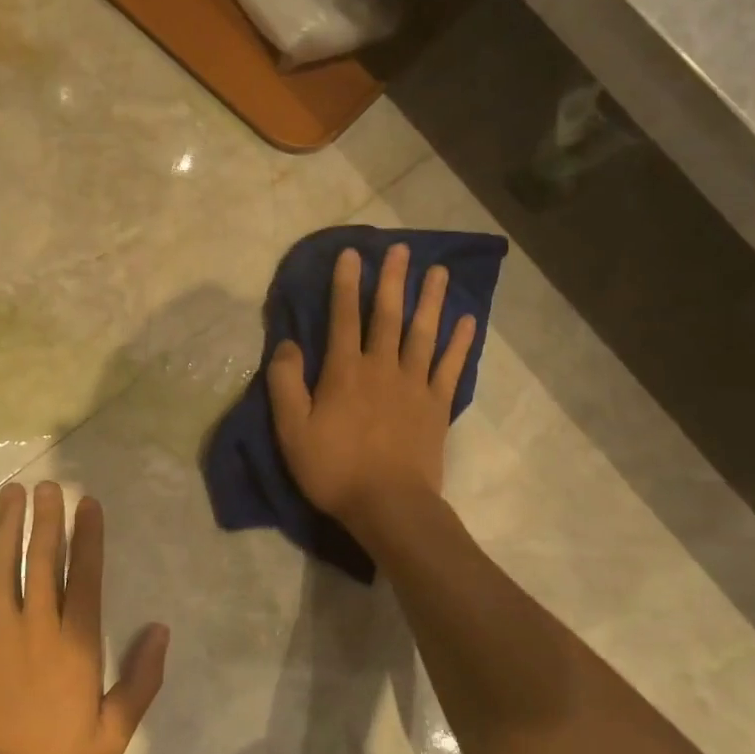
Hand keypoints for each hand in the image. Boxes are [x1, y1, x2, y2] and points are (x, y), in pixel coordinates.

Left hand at [0, 482, 169, 753]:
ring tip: (13, 493)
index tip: (88, 503)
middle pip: (43, 559)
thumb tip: (161, 630)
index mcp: (75, 643)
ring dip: (7, 526)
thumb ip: (141, 680)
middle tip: (48, 485)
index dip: (89, 537)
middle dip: (48, 519)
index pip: (85, 576)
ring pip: (2, 566)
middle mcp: (36, 625)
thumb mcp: (113, 734)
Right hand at [266, 244, 475, 531]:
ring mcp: (414, 385)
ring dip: (430, 300)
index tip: (352, 254)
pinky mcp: (437, 406)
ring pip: (423, 333)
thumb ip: (286, 384)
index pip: (343, 318)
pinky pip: (450, 366)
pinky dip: (460, 342)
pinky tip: (468, 320)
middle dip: (392, 280)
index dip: (346, 284)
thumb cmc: (334, 469)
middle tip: (401, 248)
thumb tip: (288, 344)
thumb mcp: (292, 431)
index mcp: (345, 372)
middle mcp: (382, 368)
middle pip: (388, 315)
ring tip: (438, 271)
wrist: (389, 505)